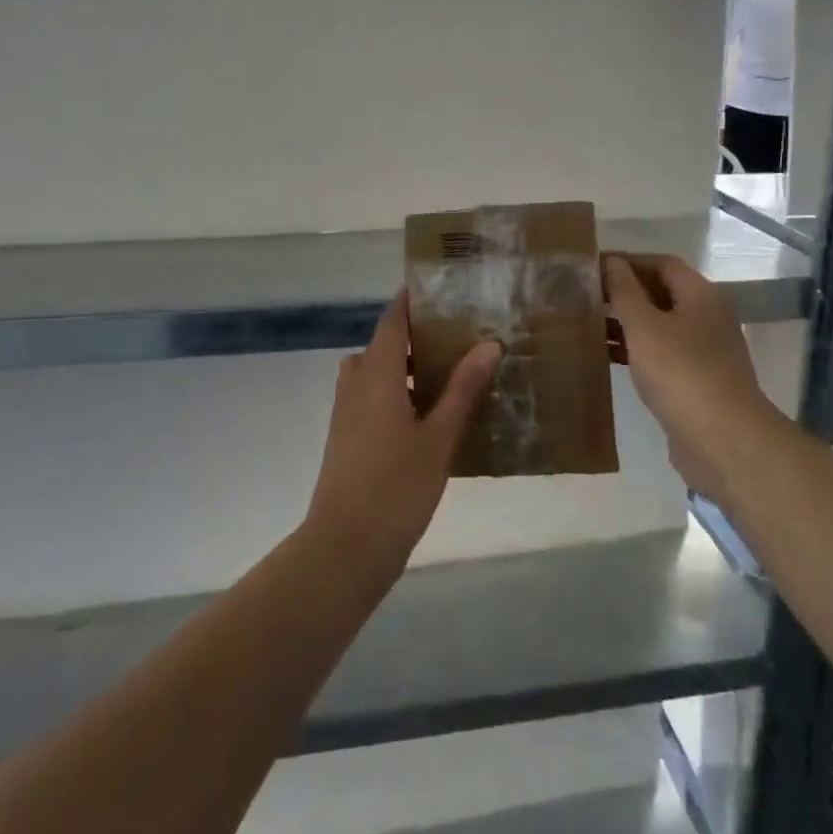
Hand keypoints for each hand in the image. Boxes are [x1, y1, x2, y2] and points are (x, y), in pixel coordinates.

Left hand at [306, 291, 500, 577]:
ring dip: (407, 367)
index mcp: (375, 373)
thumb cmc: (395, 486)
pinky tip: (431, 414)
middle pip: (385, 344)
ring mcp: (347, 410)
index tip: (441, 287)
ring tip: (451, 373)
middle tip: (460, 334)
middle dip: (418, 336)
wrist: (345, 547)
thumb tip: (487, 344)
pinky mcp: (347, 435)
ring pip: (377, 372)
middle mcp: (356, 382)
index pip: (393, 319)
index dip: (412, 300)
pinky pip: (373, 396)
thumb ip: (462, 389)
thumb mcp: (438, 437)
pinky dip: (398, 392)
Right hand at [604, 254, 769, 491]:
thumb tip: (612, 261)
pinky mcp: (694, 381)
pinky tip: (604, 356)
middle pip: (660, 293)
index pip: (661, 264)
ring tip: (584, 322)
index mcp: (701, 296)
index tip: (591, 266)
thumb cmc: (682, 374)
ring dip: (624, 322)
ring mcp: (702, 351)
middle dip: (622, 292)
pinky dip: (633, 350)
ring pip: (657, 326)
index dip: (627, 261)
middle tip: (582, 294)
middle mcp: (706, 318)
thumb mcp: (645, 327)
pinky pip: (659, 354)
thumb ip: (625, 291)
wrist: (725, 442)